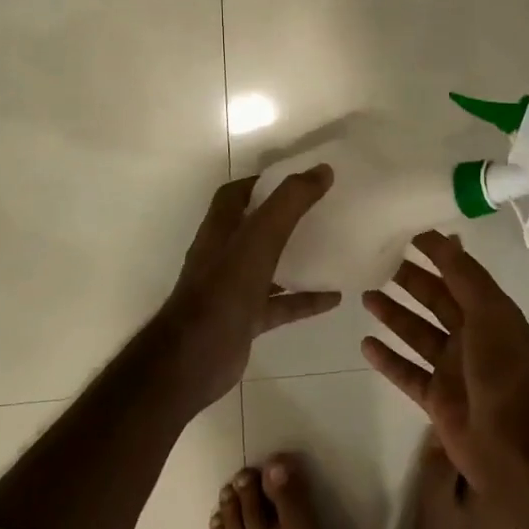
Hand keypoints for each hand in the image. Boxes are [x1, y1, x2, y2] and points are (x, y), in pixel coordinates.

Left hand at [158, 168, 339, 410]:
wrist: (194, 359)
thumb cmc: (224, 289)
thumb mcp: (261, 237)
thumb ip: (290, 202)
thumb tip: (323, 170)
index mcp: (221, 229)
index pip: (236, 194)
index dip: (263, 182)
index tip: (297, 179)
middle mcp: (224, 254)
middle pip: (255, 227)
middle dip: (284, 217)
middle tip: (320, 209)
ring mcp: (234, 288)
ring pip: (269, 265)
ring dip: (297, 257)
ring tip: (332, 249)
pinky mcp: (246, 318)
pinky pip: (281, 303)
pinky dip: (306, 298)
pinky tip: (334, 297)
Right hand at [361, 230, 528, 491]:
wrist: (513, 444)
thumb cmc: (503, 369)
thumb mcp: (489, 311)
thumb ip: (464, 275)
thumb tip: (446, 235)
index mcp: (489, 312)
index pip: (458, 273)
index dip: (437, 254)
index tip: (409, 234)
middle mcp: (471, 336)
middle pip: (435, 301)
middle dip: (411, 281)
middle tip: (378, 262)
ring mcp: (452, 368)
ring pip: (417, 334)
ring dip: (394, 314)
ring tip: (365, 294)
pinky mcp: (436, 398)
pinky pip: (406, 372)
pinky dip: (387, 358)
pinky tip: (365, 343)